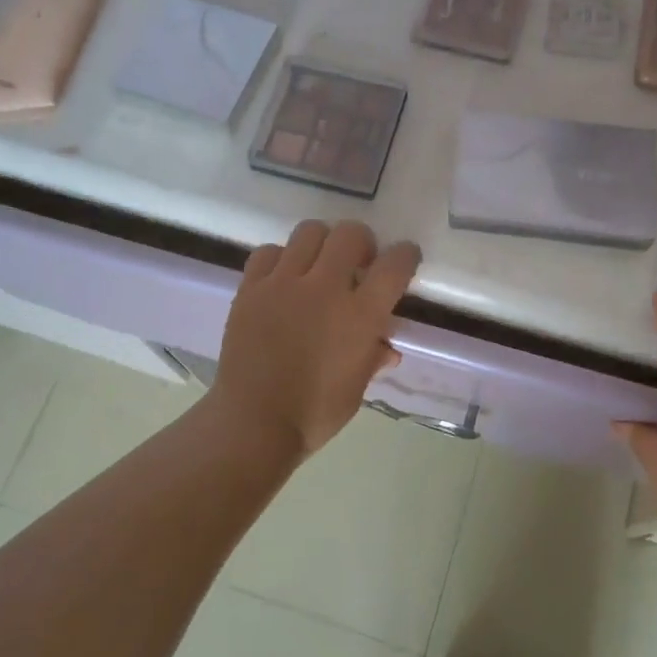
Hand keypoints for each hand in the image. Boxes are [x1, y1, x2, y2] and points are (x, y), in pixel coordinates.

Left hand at [206, 219, 420, 462]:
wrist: (254, 424)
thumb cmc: (314, 414)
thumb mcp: (356, 389)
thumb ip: (372, 358)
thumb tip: (386, 348)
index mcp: (360, 316)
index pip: (394, 265)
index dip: (406, 255)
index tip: (405, 258)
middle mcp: (324, 289)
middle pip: (351, 234)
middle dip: (362, 242)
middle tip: (358, 262)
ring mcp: (283, 284)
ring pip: (309, 232)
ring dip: (322, 243)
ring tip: (318, 265)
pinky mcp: (250, 288)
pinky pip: (268, 252)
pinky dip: (280, 258)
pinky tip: (282, 278)